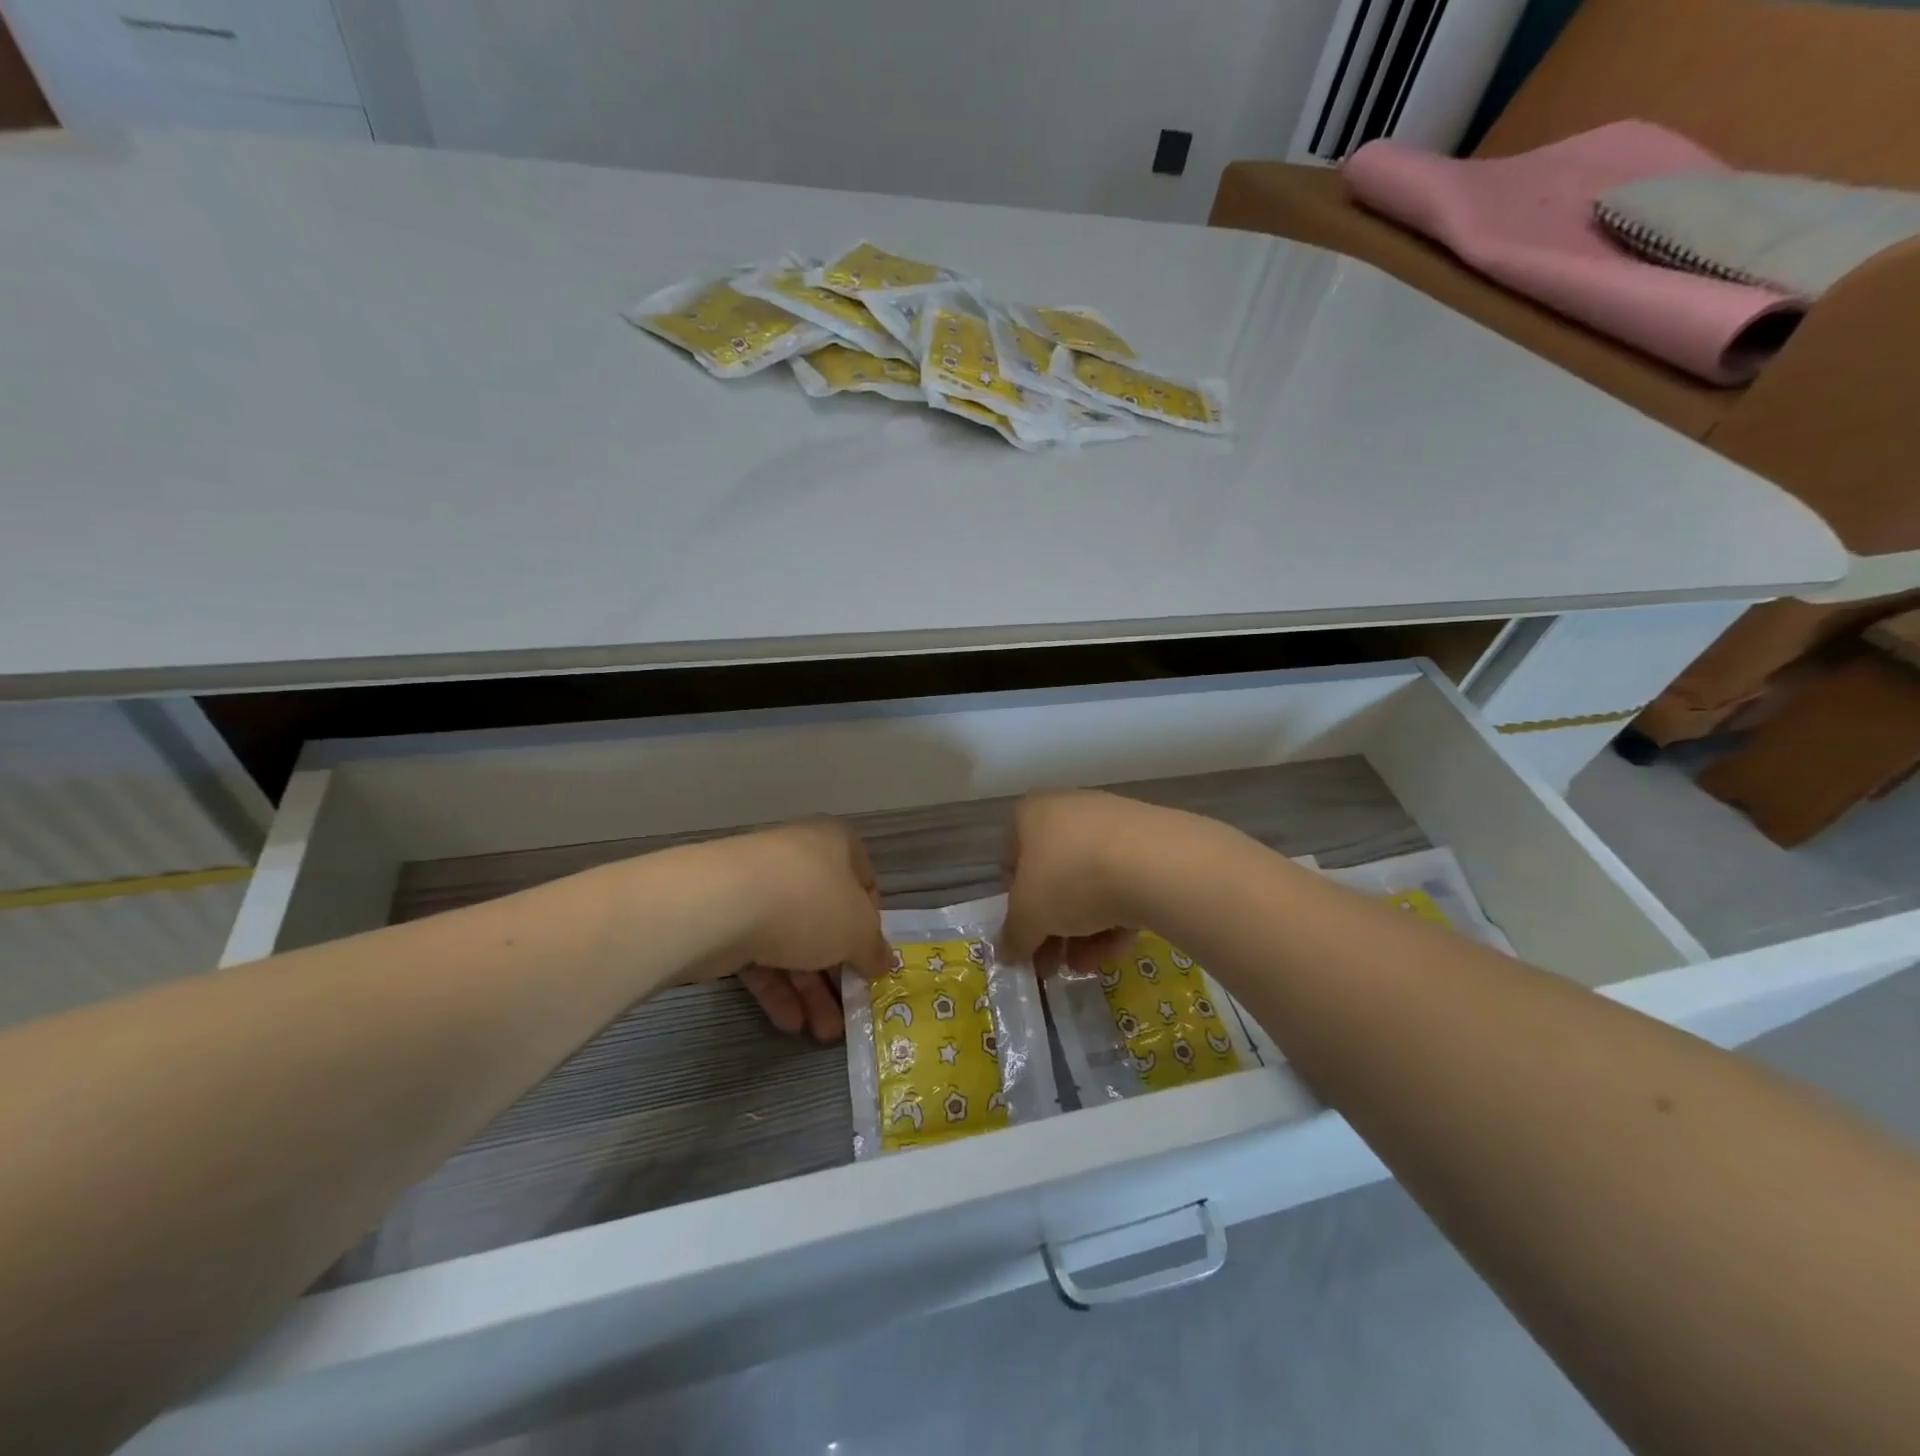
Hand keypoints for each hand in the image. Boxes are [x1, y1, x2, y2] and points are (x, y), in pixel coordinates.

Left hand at [709, 819, 889, 1042]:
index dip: (873, 923)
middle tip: (850, 1011)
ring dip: (810, 990)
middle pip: (828, 919)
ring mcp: (759, 889)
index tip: (873, 958)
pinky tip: (789, 1023)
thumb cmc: (808, 903)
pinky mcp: (727, 918)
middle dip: (839, 972)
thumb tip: (884, 963)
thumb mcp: (858, 930)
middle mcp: (798, 859)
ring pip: (794, 941)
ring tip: (821, 1033)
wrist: (721, 904)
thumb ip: (874, 950)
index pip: (865, 882)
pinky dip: (777, 987)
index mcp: (835, 844)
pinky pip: (760, 954)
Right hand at [1000, 789, 1167, 974]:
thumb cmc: (1072, 878)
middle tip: (1053, 964)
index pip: (1012, 859)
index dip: (1015, 902)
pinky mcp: (1152, 841)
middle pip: (1054, 876)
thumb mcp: (1029, 916)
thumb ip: (1013, 936)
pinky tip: (1118, 947)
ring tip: (1087, 965)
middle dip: (1052, 926)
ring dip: (1083, 928)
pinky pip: (1124, 881)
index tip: (1026, 935)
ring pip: (1090, 882)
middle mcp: (1070, 809)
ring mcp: (1114, 822)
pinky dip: (1116, 915)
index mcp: (1032, 813)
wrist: (1157, 863)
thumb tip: (1006, 952)